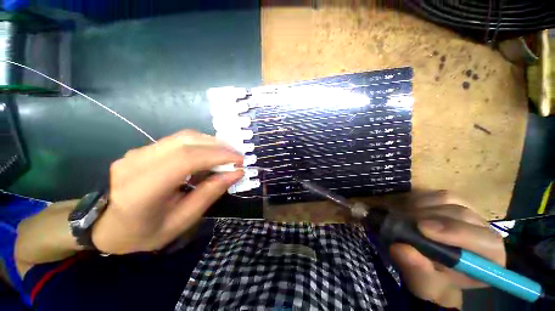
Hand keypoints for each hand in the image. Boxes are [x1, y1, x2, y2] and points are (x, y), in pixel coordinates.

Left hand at [92, 130, 243, 254]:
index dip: (217, 155)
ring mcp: (137, 152)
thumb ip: (209, 193)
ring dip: (211, 143)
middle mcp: (136, 163)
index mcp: (141, 190)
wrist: (106, 226)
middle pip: (186, 142)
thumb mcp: (182, 221)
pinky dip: (201, 145)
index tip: (239, 160)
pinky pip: (178, 140)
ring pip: (184, 137)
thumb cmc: (144, 232)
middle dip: (218, 146)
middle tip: (237, 156)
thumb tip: (236, 173)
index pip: (186, 159)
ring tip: (227, 155)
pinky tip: (210, 155)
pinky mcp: (143, 149)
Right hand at [389, 192, 505, 308]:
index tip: (422, 229)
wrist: (428, 265)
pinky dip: (421, 199)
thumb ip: (417, 269)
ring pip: (451, 200)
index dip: (456, 232)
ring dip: (423, 207)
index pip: (486, 241)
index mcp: (490, 259)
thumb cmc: (431, 280)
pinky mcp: (454, 203)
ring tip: (405, 217)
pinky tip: (409, 209)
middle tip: (404, 221)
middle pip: (464, 216)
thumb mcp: (423, 282)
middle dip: (431, 218)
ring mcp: (470, 214)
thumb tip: (400, 249)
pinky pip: (438, 195)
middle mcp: (485, 232)